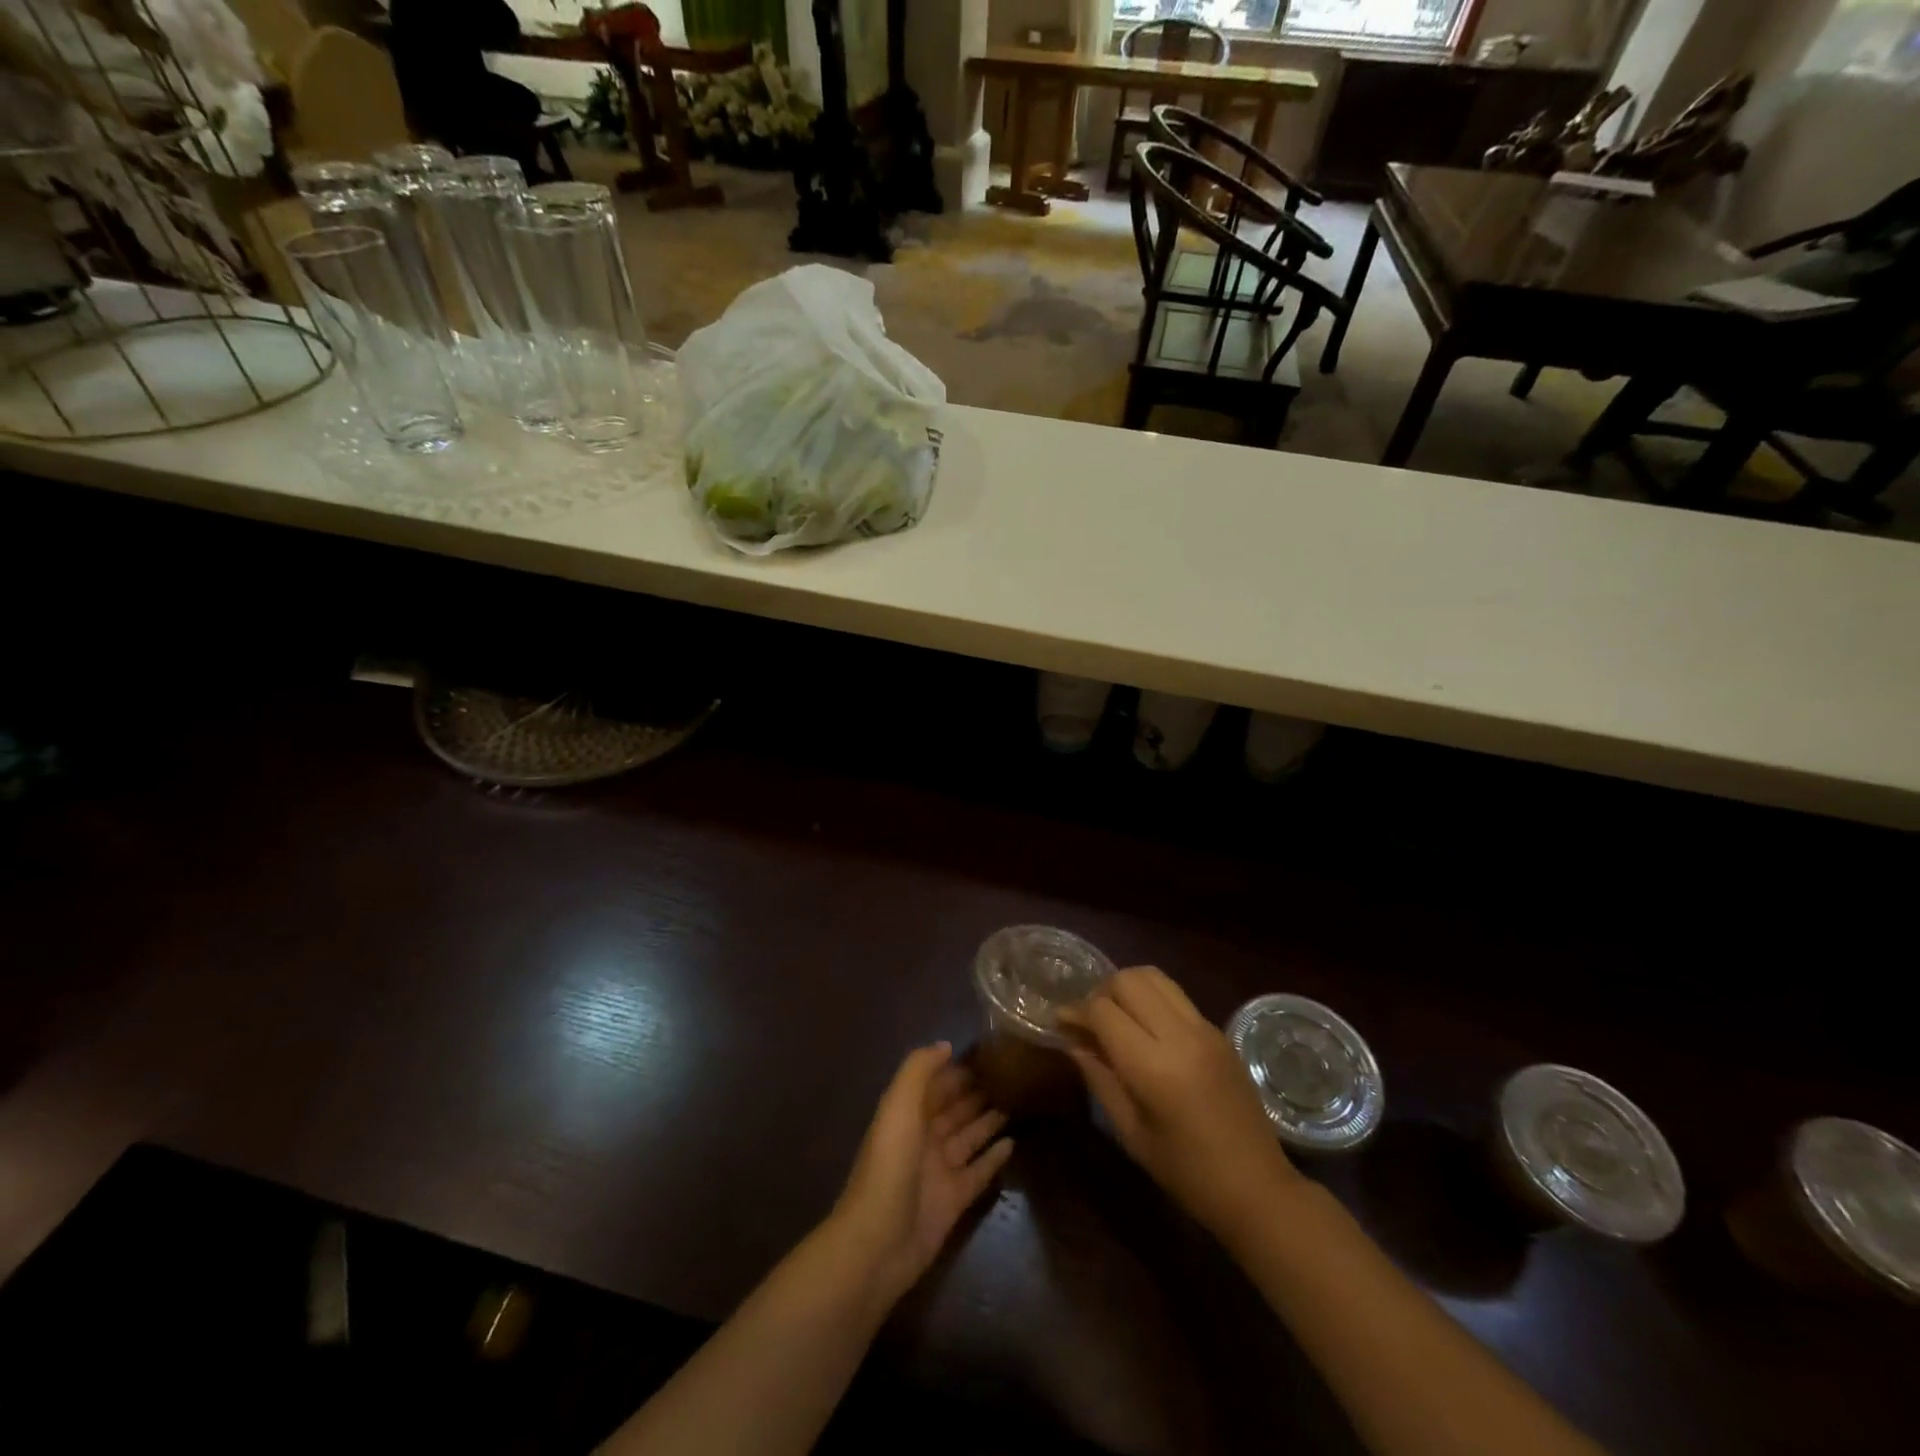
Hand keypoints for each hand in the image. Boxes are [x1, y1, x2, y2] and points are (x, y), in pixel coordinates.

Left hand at [829, 1043, 1013, 1305]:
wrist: (878, 1242)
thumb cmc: (889, 1164)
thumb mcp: (899, 1105)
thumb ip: (919, 1070)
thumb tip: (946, 1046)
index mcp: (906, 1115)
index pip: (934, 1085)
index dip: (954, 1069)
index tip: (985, 1053)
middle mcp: (923, 1139)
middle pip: (953, 1109)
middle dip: (975, 1092)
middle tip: (1009, 1075)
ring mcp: (939, 1171)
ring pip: (968, 1137)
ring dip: (988, 1120)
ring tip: (1016, 1101)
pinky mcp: (954, 1200)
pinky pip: (978, 1172)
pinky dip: (994, 1158)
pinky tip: (1013, 1143)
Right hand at [1059, 967, 1298, 1234]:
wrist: (1258, 1188)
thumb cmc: (1187, 1173)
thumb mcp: (1131, 1133)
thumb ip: (1099, 1079)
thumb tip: (1073, 1042)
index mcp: (1154, 1067)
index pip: (1103, 1011)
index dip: (1076, 1012)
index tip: (1061, 1023)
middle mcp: (1180, 1036)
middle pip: (1128, 980)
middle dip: (1100, 992)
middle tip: (1089, 1020)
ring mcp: (1204, 1028)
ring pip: (1154, 977)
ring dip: (1127, 987)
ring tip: (1116, 1016)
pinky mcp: (1219, 1031)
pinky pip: (1176, 995)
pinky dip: (1151, 999)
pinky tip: (1145, 1028)